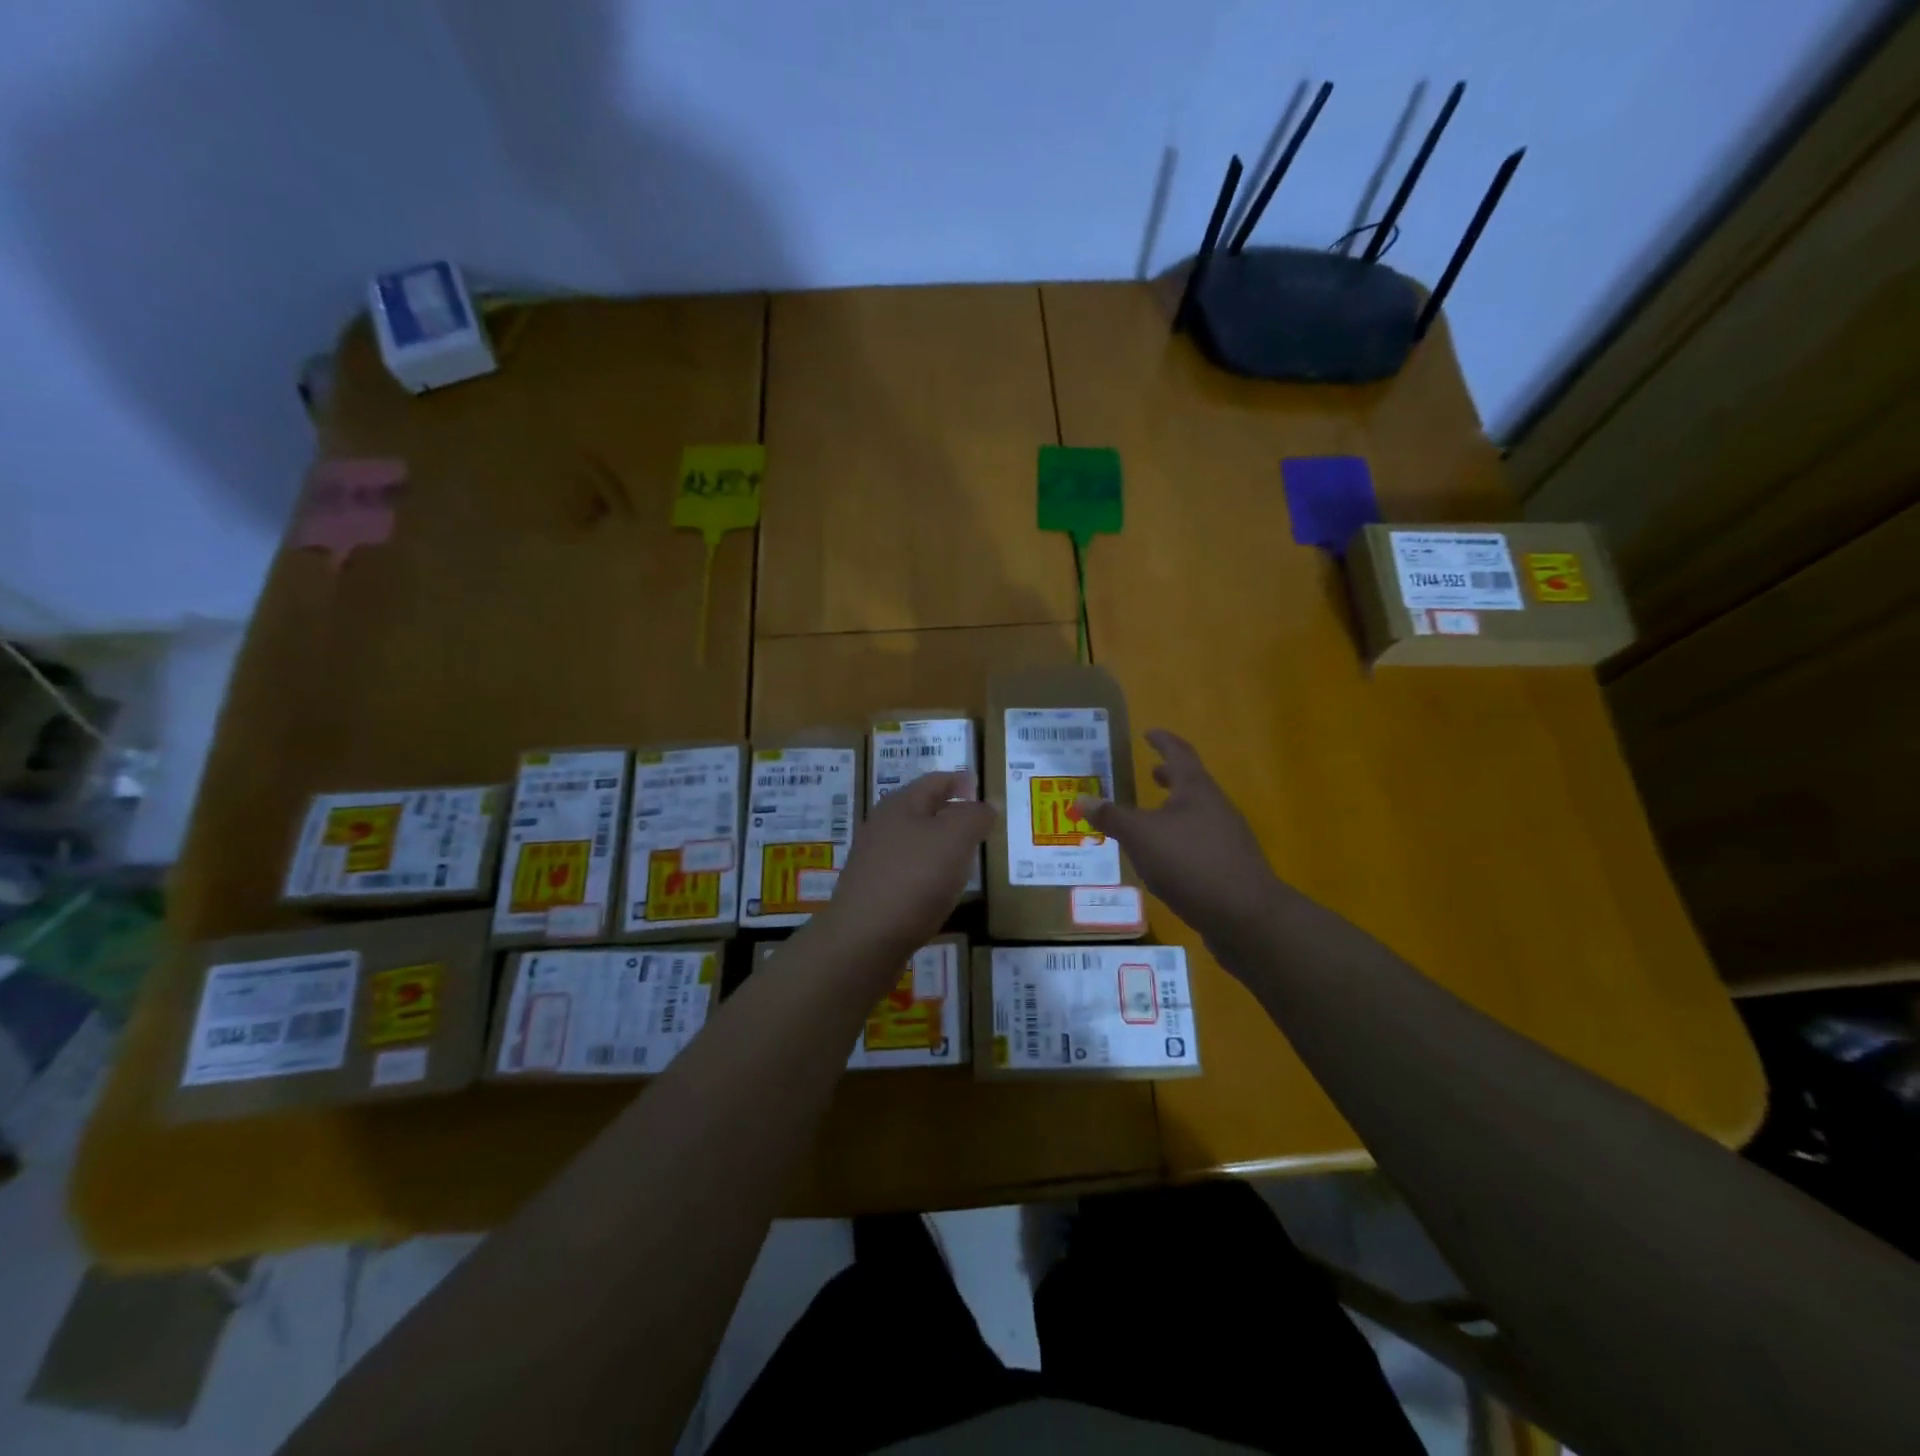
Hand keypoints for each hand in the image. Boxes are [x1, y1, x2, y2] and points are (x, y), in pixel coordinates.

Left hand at [816, 771, 994, 962]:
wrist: (864, 939)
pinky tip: (941, 890)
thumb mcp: (955, 838)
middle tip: (979, 823)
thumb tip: (986, 805)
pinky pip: (908, 873)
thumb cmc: (914, 878)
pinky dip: (929, 874)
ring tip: (966, 857)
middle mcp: (883, 827)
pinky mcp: (874, 892)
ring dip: (940, 845)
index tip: (980, 787)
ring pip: (915, 843)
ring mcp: (874, 861)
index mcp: (900, 805)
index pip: (935, 781)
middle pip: (922, 811)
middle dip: (950, 812)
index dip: (959, 781)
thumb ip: (974, 816)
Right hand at [1074, 729, 1280, 940]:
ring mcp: (1227, 839)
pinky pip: (1199, 843)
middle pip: (1192, 784)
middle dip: (1170, 777)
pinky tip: (1165, 860)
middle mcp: (1216, 808)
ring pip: (1196, 815)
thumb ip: (1112, 817)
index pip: (1179, 753)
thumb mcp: (1141, 837)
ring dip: (1174, 811)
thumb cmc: (1190, 863)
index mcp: (1196, 790)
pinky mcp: (1229, 868)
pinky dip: (1180, 840)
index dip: (1163, 741)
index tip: (1149, 733)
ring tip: (1151, 819)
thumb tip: (1082, 798)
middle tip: (1151, 773)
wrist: (1246, 916)